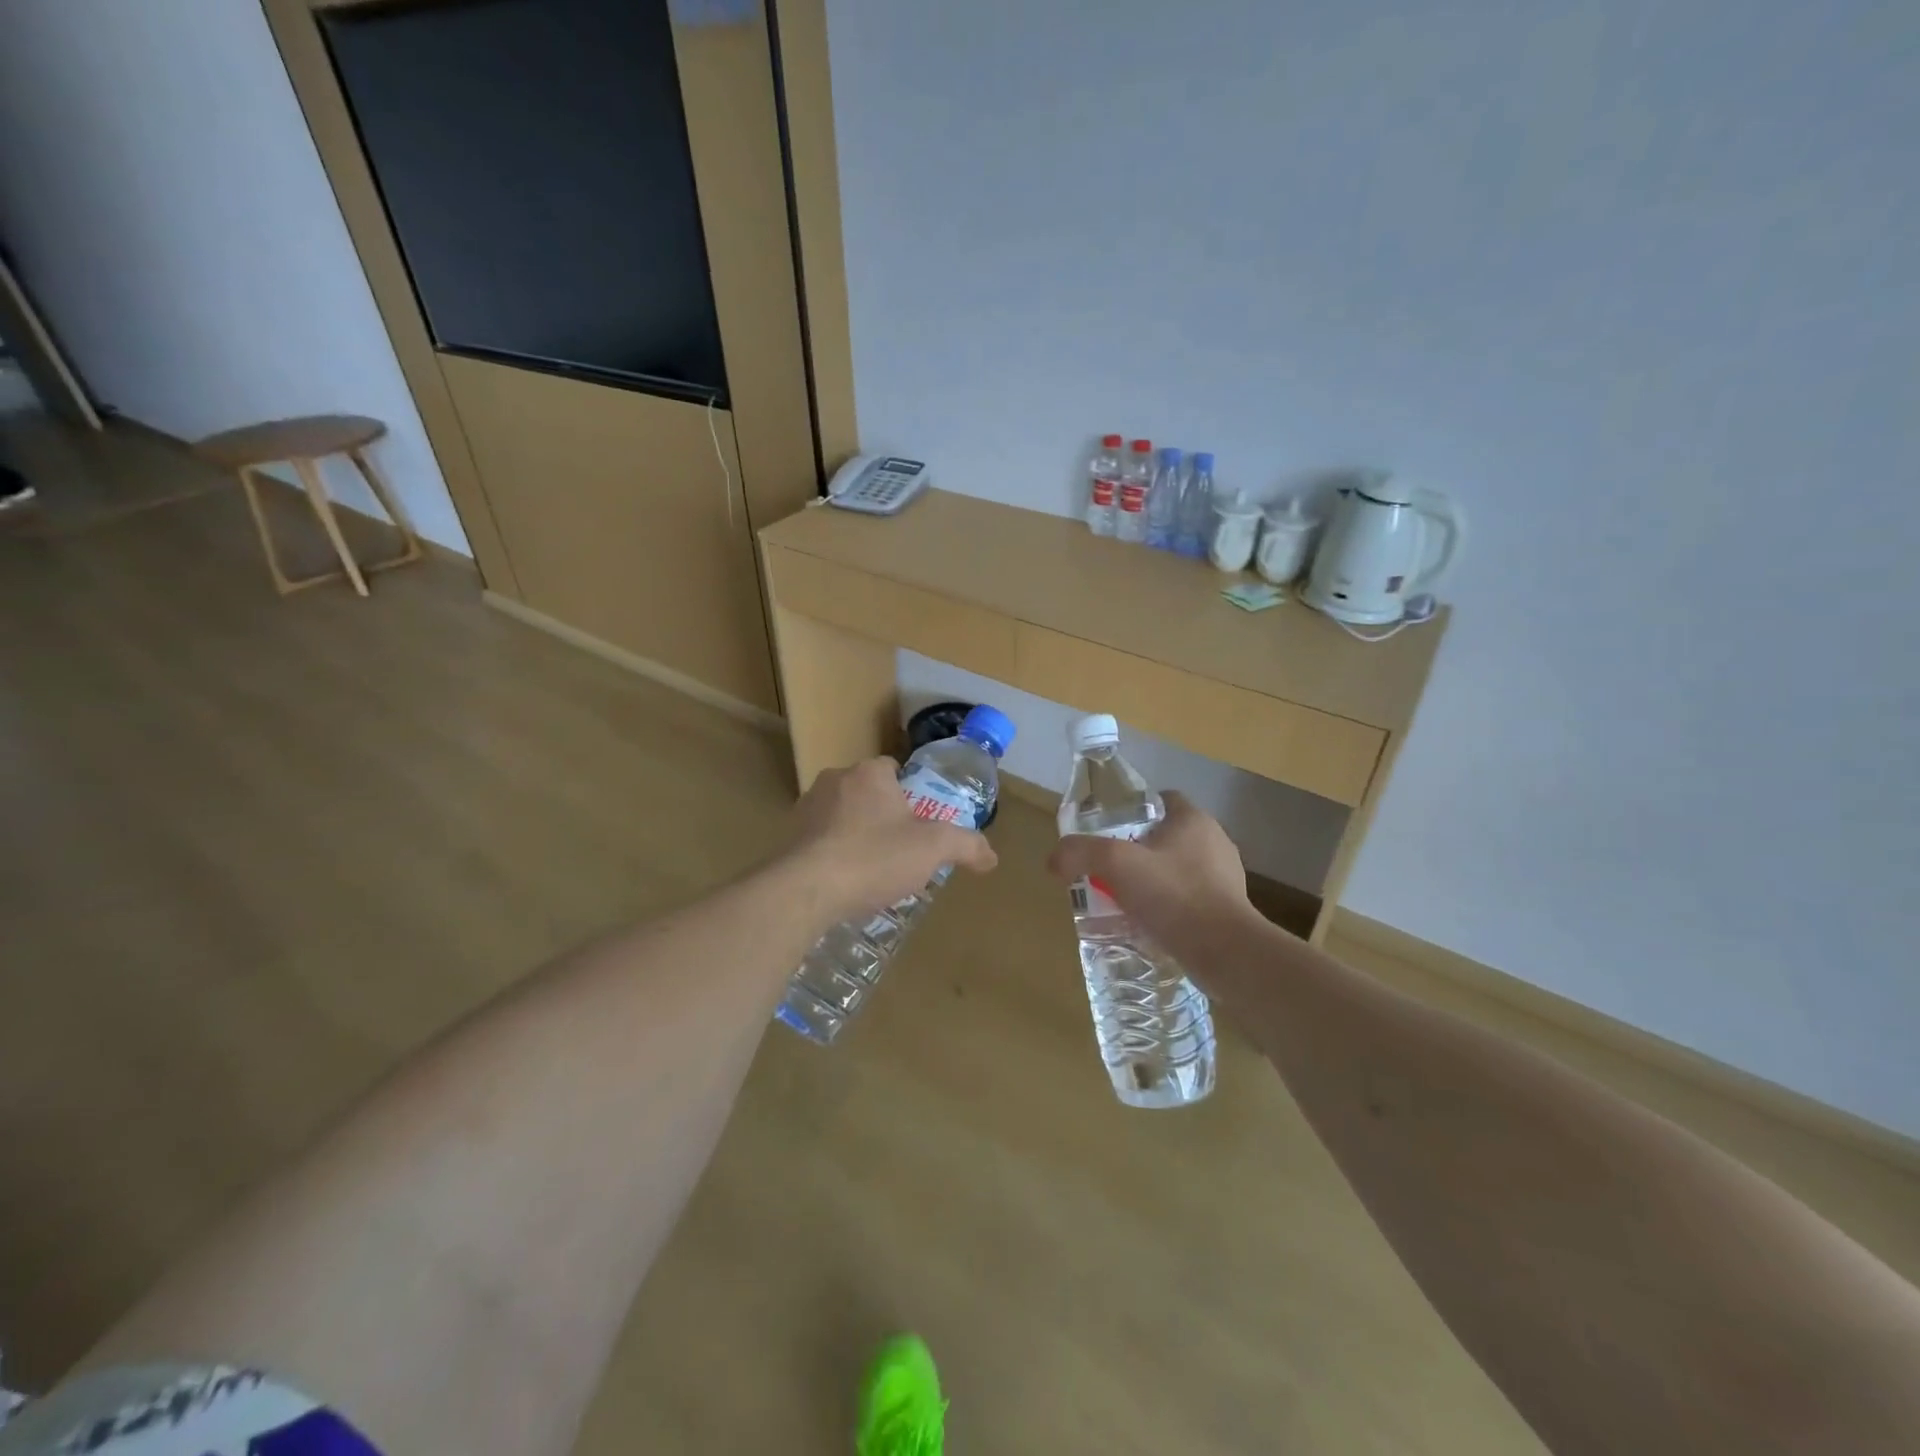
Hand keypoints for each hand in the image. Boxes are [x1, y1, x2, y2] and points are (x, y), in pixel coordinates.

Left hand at [784, 757, 997, 923]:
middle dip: (882, 815)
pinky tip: (844, 882)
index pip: (893, 768)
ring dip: (855, 834)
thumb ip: (966, 845)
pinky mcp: (787, 837)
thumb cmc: (874, 857)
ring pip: (841, 815)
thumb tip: (991, 855)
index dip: (910, 792)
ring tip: (872, 870)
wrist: (806, 890)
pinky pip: (819, 839)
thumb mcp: (933, 849)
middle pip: (867, 792)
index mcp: (869, 773)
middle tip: (900, 848)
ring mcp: (805, 808)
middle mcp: (834, 780)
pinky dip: (833, 854)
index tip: (919, 821)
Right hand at [1047, 792, 1254, 956]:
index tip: (1108, 831)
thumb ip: (1080, 852)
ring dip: (1152, 882)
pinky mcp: (1228, 911)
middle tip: (1107, 870)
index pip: (1161, 800)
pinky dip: (1167, 908)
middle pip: (1166, 837)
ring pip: (1177, 870)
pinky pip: (1188, 900)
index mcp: (1194, 820)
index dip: (1132, 811)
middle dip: (1137, 851)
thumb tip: (1055, 860)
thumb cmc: (1173, 895)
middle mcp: (1215, 842)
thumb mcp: (1115, 864)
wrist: (1226, 953)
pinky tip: (1147, 926)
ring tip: (1123, 901)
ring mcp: (1225, 878)